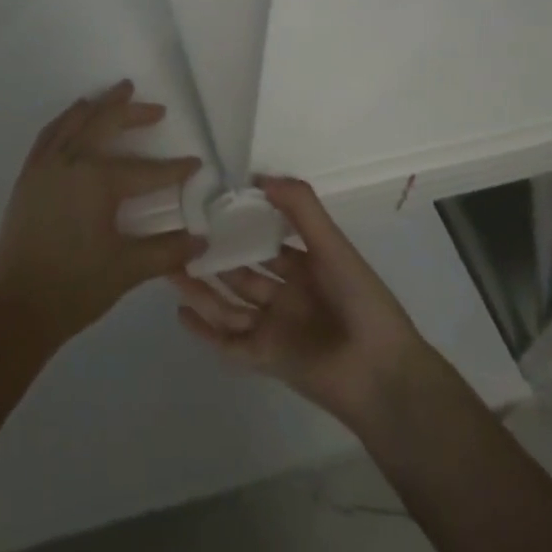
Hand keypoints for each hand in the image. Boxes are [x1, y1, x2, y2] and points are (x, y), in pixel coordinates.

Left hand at [0, 80, 205, 355]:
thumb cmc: (74, 289)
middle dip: (134, 113)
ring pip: (76, 119)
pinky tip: (76, 119)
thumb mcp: (126, 270)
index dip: (174, 169)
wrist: (15, 309)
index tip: (196, 162)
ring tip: (117, 95)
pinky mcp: (29, 174)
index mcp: (98, 181)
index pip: (146, 170)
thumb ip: (167, 251)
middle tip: (157, 109)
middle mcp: (71, 160)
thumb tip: (203, 240)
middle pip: (107, 123)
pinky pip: (51, 132)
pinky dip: (67, 118)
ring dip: (100, 105)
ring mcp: (46, 164)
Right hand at [172, 175, 436, 432]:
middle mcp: (287, 294)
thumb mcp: (332, 244)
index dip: (241, 222)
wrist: (382, 375)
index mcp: (306, 266)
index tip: (210, 203)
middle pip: (242, 271)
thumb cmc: (361, 301)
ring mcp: (275, 327)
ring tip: (168, 265)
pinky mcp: (266, 357)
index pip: (266, 239)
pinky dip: (205, 328)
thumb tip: (257, 176)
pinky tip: (180, 309)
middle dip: (214, 253)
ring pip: (229, 302)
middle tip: (179, 233)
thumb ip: (300, 207)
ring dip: (202, 286)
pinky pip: (228, 342)